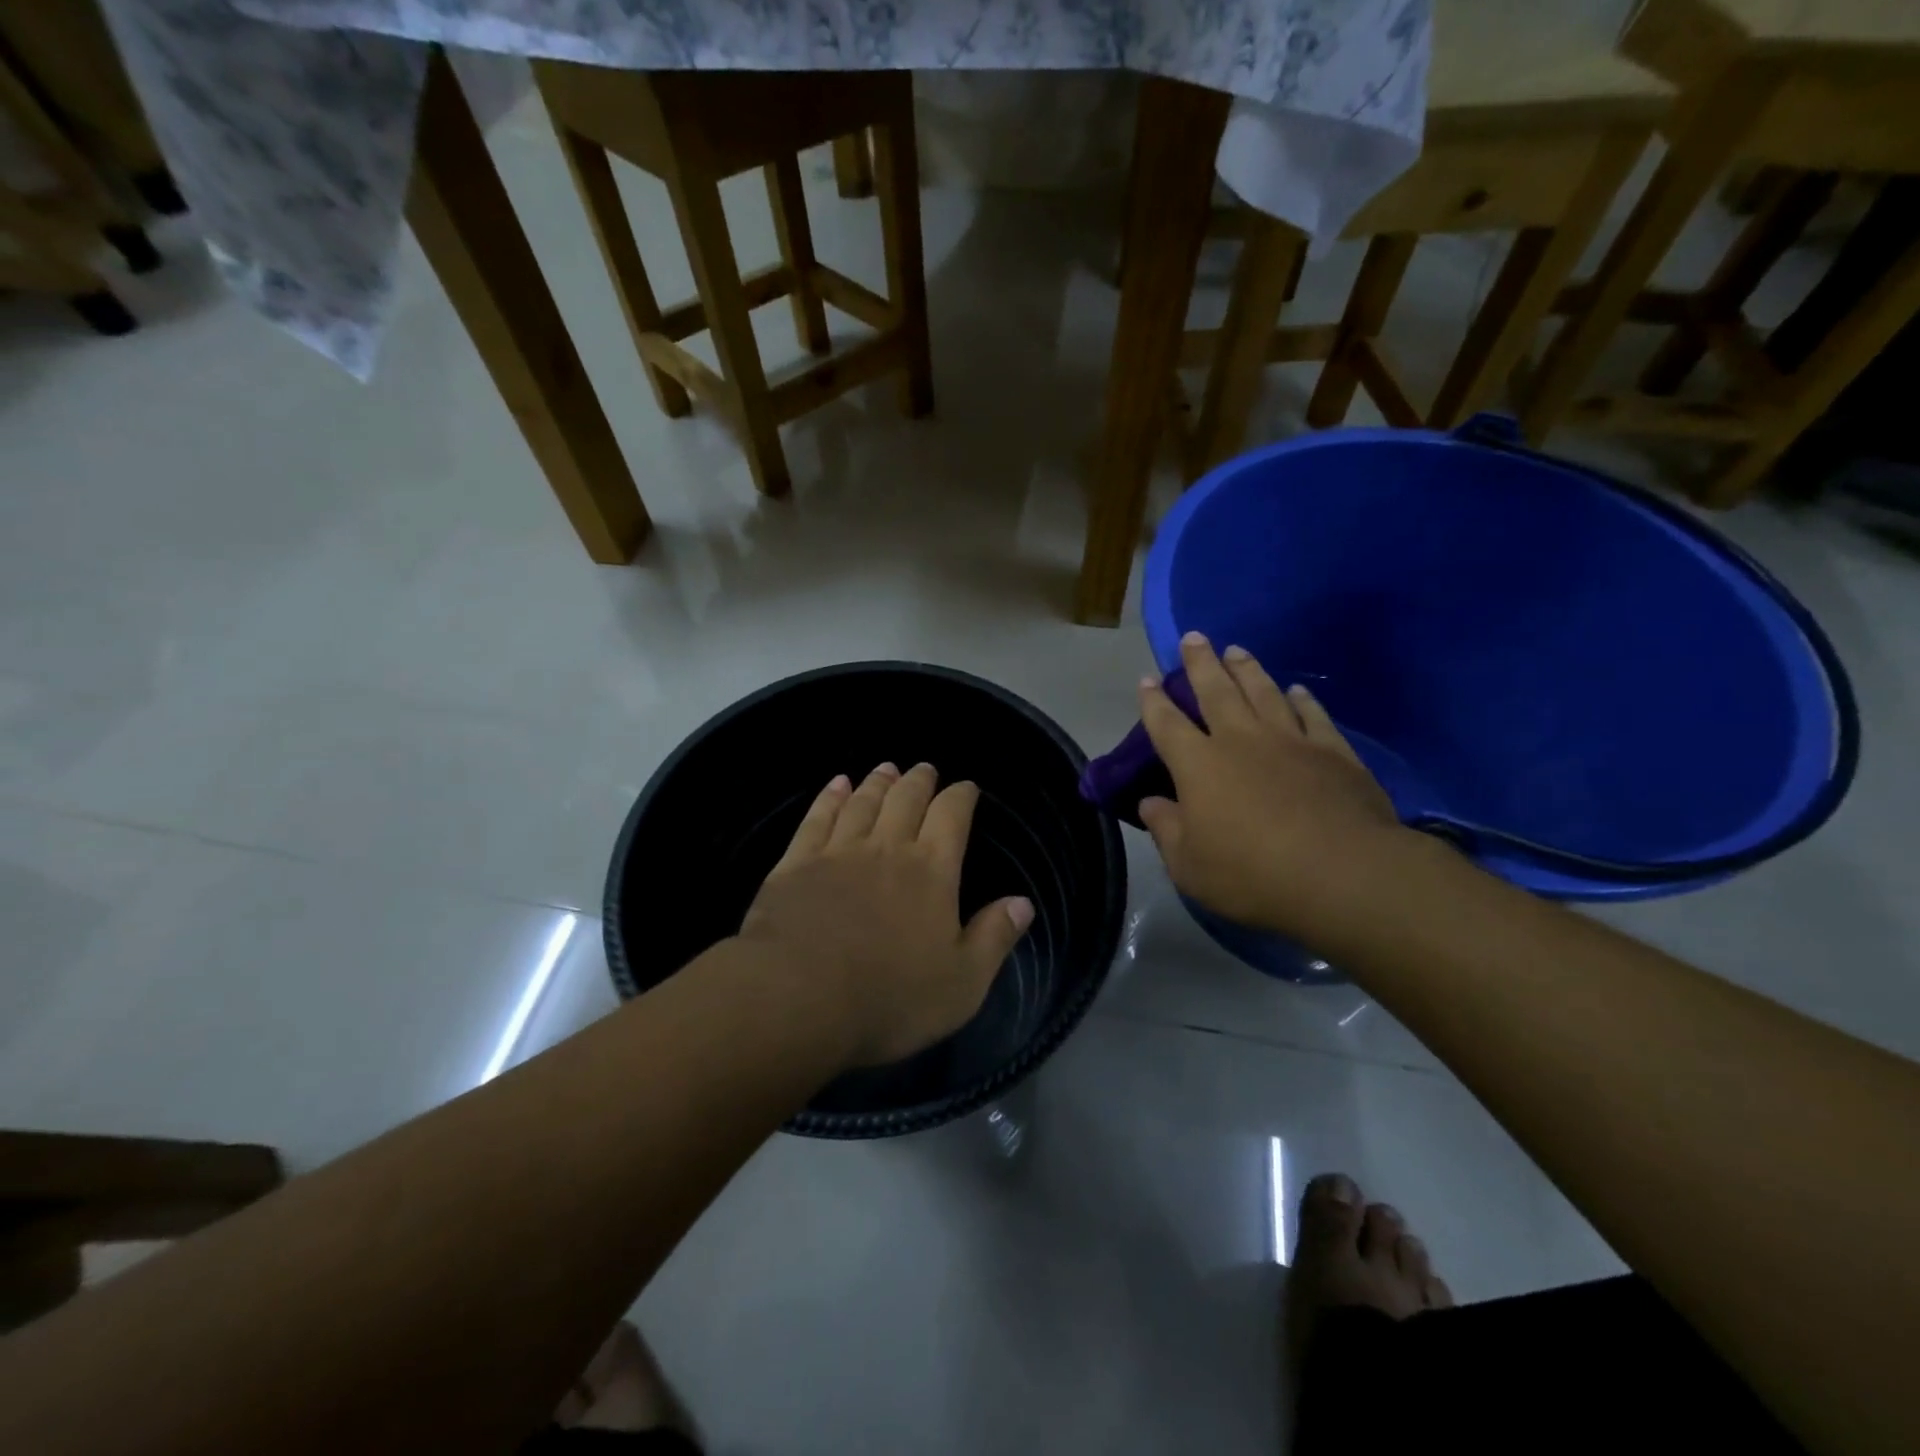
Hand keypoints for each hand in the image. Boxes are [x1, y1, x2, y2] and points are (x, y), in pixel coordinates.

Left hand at [738, 763, 1034, 1067]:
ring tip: (886, 769)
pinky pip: (817, 818)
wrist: (799, 996)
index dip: (961, 796)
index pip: (952, 817)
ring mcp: (839, 851)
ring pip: (863, 803)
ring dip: (878, 783)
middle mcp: (888, 848)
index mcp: (932, 872)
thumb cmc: (890, 997)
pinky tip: (836, 786)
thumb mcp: (962, 982)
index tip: (966, 787)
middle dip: (919, 781)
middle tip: (924, 768)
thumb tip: (1023, 902)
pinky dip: (830, 797)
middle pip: (907, 800)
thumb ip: (994, 938)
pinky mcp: (796, 863)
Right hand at [1138, 633, 1411, 938]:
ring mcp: (1291, 741)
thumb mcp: (1189, 866)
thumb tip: (1149, 803)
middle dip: (1201, 663)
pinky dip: (1303, 699)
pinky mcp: (1333, 751)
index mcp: (1199, 765)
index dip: (1153, 702)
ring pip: (1263, 692)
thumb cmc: (1252, 874)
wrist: (1343, 874)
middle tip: (1194, 637)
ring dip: (1248, 669)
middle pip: (1216, 691)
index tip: (1146, 680)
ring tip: (1237, 650)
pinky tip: (1298, 689)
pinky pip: (1313, 714)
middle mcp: (1241, 740)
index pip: (1167, 724)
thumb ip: (1166, 830)